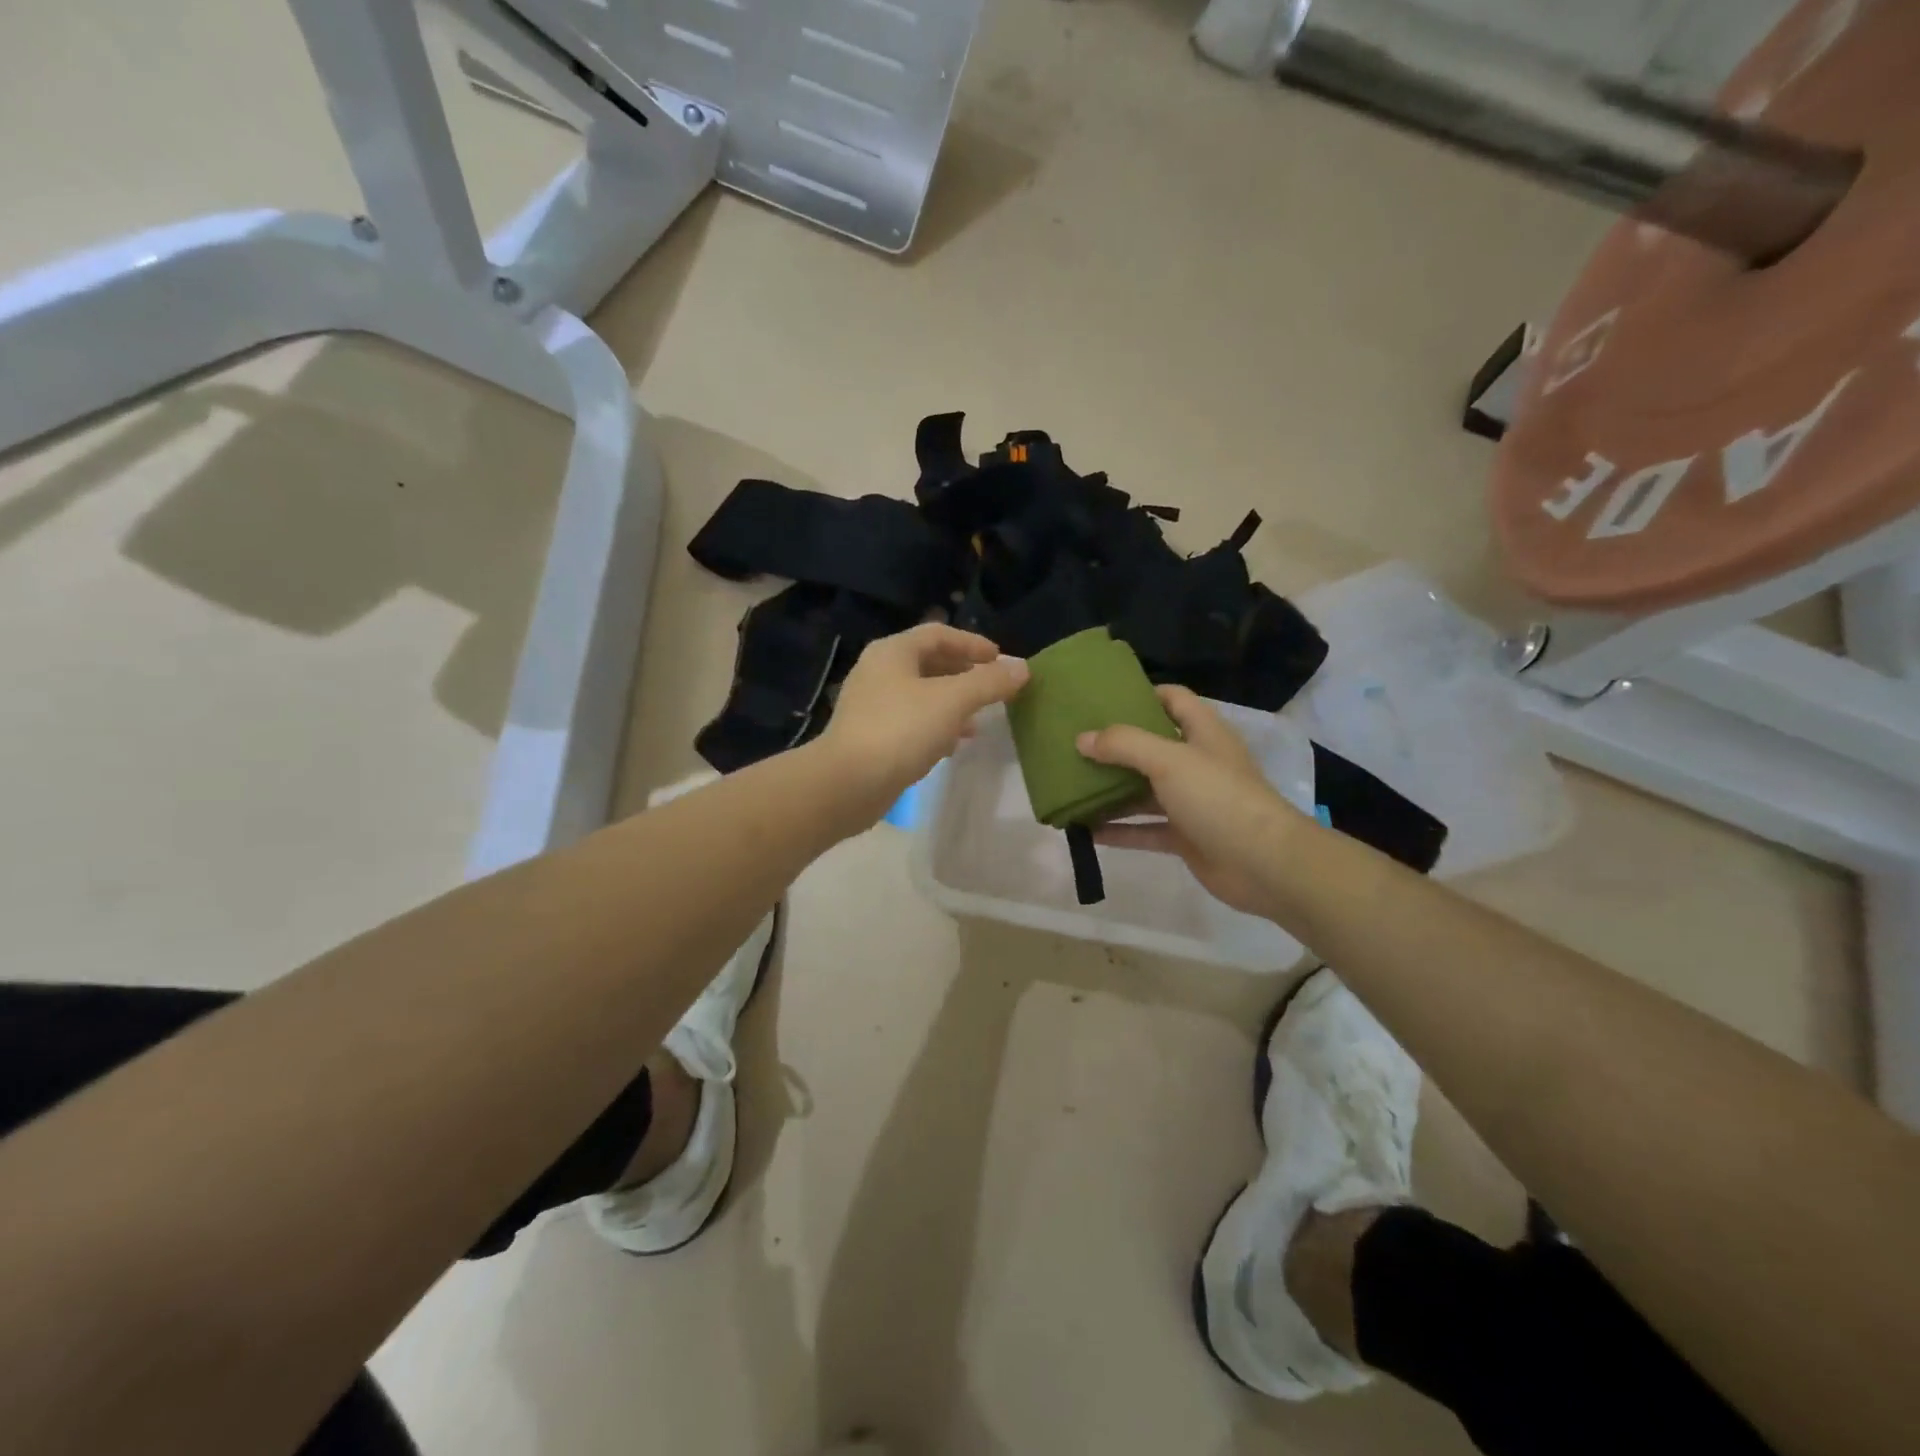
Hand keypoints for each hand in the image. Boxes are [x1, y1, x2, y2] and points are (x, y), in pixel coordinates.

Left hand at [818, 623, 1029, 824]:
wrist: (847, 783)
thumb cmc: (901, 730)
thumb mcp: (952, 701)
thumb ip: (989, 683)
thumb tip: (1022, 668)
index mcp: (893, 652)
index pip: (938, 634)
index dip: (972, 643)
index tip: (1000, 659)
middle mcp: (878, 671)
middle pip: (928, 662)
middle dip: (964, 674)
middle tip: (992, 688)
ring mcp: (871, 705)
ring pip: (921, 695)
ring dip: (952, 703)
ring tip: (978, 720)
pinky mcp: (870, 736)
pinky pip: (910, 721)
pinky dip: (935, 726)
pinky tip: (952, 745)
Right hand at [1077, 686, 1304, 915]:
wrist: (1263, 864)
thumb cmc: (1218, 797)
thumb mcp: (1168, 760)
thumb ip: (1124, 745)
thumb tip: (1082, 739)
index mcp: (1203, 733)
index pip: (1173, 700)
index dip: (1142, 693)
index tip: (1102, 696)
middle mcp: (1197, 763)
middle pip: (1151, 746)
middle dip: (1115, 746)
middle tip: (1074, 742)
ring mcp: (1191, 802)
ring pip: (1143, 791)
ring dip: (1111, 790)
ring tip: (1071, 786)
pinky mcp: (1185, 837)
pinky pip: (1144, 829)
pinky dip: (1118, 830)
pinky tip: (1086, 830)